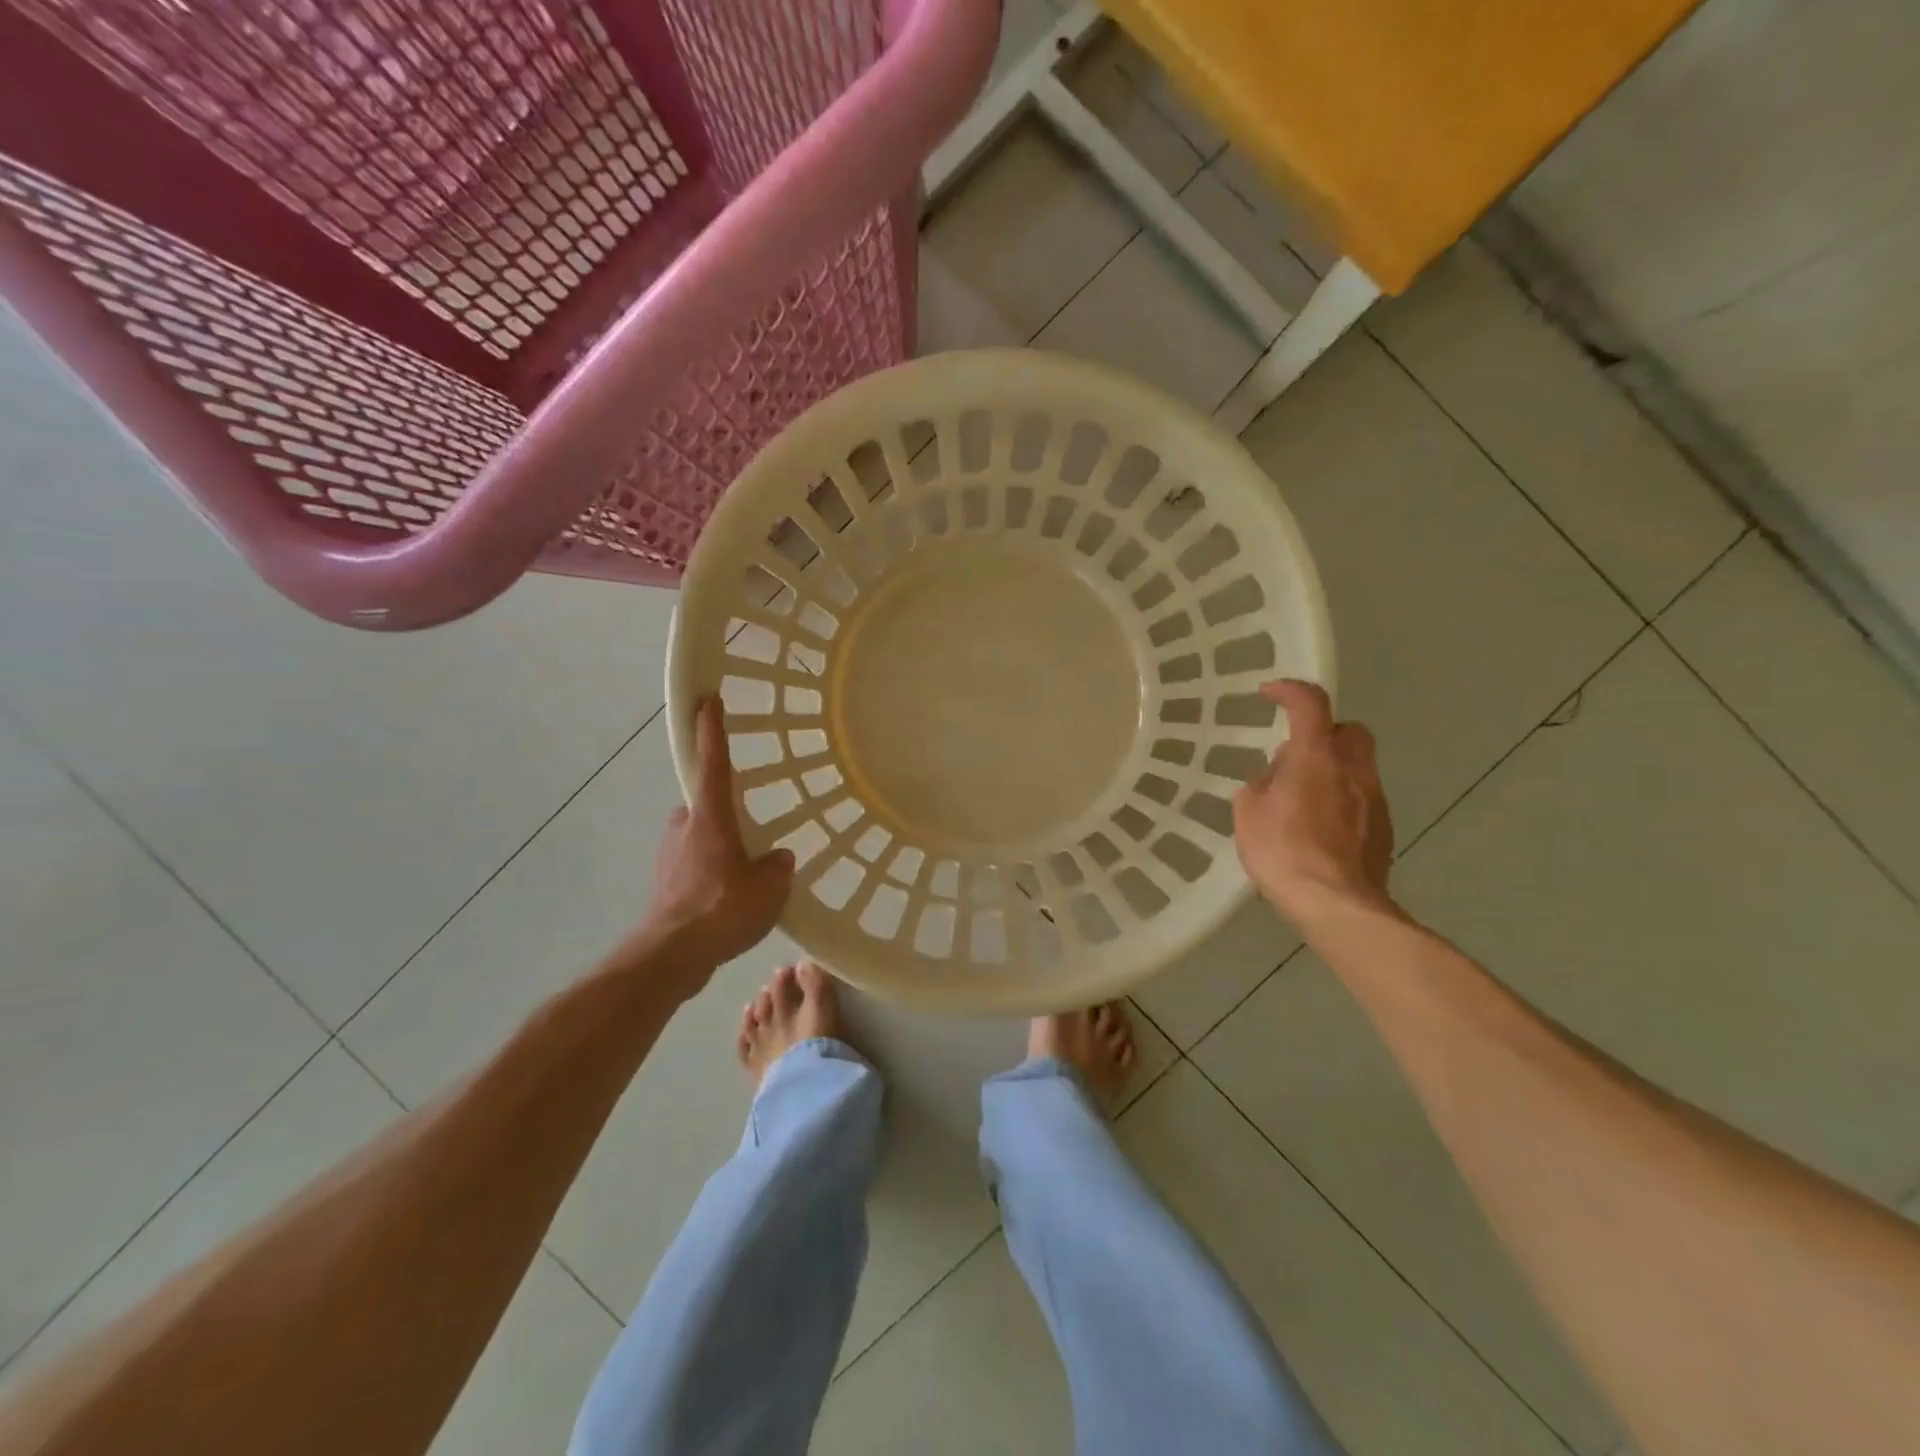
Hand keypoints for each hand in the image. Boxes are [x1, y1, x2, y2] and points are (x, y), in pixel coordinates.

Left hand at [637, 696, 794, 993]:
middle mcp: (684, 828)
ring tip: (741, 872)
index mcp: (710, 818)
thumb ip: (777, 867)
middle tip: (747, 828)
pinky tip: (725, 899)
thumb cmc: (722, 909)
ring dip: (714, 845)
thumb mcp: (769, 887)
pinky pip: (691, 865)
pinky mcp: (663, 884)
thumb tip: (776, 858)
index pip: (713, 764)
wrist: (671, 956)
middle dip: (720, 810)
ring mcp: (668, 856)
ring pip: (695, 837)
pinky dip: (706, 872)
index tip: (708, 700)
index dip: (712, 731)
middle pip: (702, 805)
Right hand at [1233, 680, 1394, 925]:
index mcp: (1315, 756)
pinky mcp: (1385, 828)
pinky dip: (1343, 801)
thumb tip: (1276, 777)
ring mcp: (1375, 798)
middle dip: (1324, 734)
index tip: (1269, 694)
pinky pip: (1362, 798)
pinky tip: (1321, 829)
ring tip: (1303, 800)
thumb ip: (1261, 783)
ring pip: (1358, 766)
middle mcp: (1353, 768)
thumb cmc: (1282, 851)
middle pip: (1349, 730)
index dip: (1289, 691)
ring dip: (1333, 770)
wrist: (1335, 903)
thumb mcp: (1248, 812)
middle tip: (1297, 755)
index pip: (1309, 703)